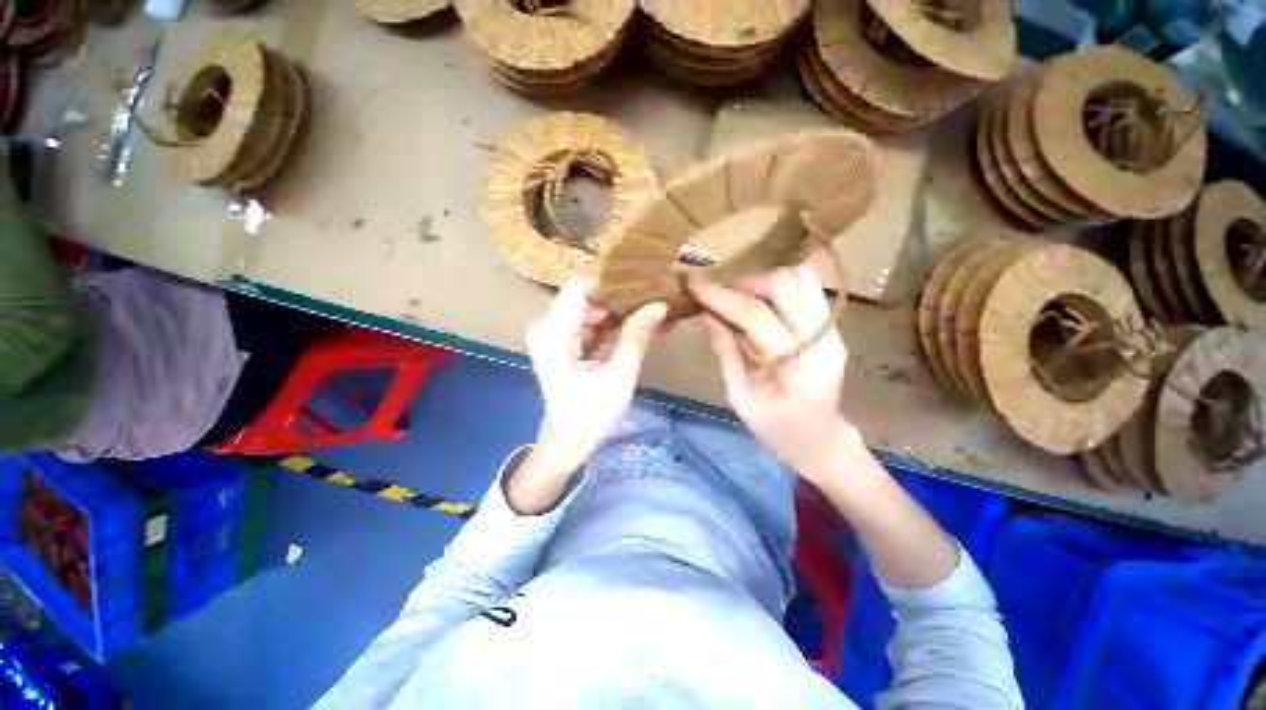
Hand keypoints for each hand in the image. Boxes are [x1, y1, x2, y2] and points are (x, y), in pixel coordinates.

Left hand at [525, 275, 667, 473]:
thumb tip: (659, 304)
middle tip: (652, 290)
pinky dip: (610, 322)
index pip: (580, 285)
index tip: (641, 273)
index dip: (610, 277)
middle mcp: (547, 326)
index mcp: (553, 332)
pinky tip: (635, 321)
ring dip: (616, 307)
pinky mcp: (562, 342)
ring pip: (588, 307)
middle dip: (618, 293)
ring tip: (648, 304)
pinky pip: (588, 322)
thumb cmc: (591, 414)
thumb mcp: (619, 375)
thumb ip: (636, 336)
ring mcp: (553, 334)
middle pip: (584, 295)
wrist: (568, 441)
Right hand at [689, 267, 851, 483]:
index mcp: (800, 367)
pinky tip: (758, 298)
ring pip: (799, 277)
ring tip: (737, 296)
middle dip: (743, 283)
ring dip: (761, 280)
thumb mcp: (741, 397)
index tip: (694, 284)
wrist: (822, 441)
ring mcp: (834, 329)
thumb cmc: (778, 430)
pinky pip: (806, 286)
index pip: (757, 317)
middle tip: (718, 295)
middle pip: (784, 285)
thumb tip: (707, 314)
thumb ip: (726, 351)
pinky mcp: (832, 325)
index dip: (722, 297)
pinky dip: (777, 284)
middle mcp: (824, 339)